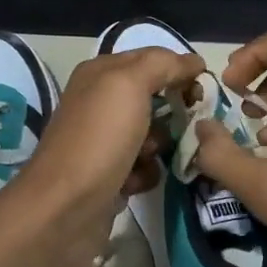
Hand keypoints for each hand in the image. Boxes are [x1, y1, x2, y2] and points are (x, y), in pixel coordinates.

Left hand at [0, 45, 203, 266]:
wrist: (65, 208)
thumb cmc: (99, 138)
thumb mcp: (129, 85)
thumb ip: (162, 65)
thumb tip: (193, 61)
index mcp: (100, 73)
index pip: (151, 58)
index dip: (179, 69)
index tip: (202, 88)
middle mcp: (99, 102)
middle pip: (153, 97)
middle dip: (172, 111)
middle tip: (187, 123)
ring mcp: (103, 140)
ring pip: (153, 134)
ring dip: (159, 146)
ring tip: (147, 157)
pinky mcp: (109, 175)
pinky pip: (143, 166)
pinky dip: (145, 174)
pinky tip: (133, 183)